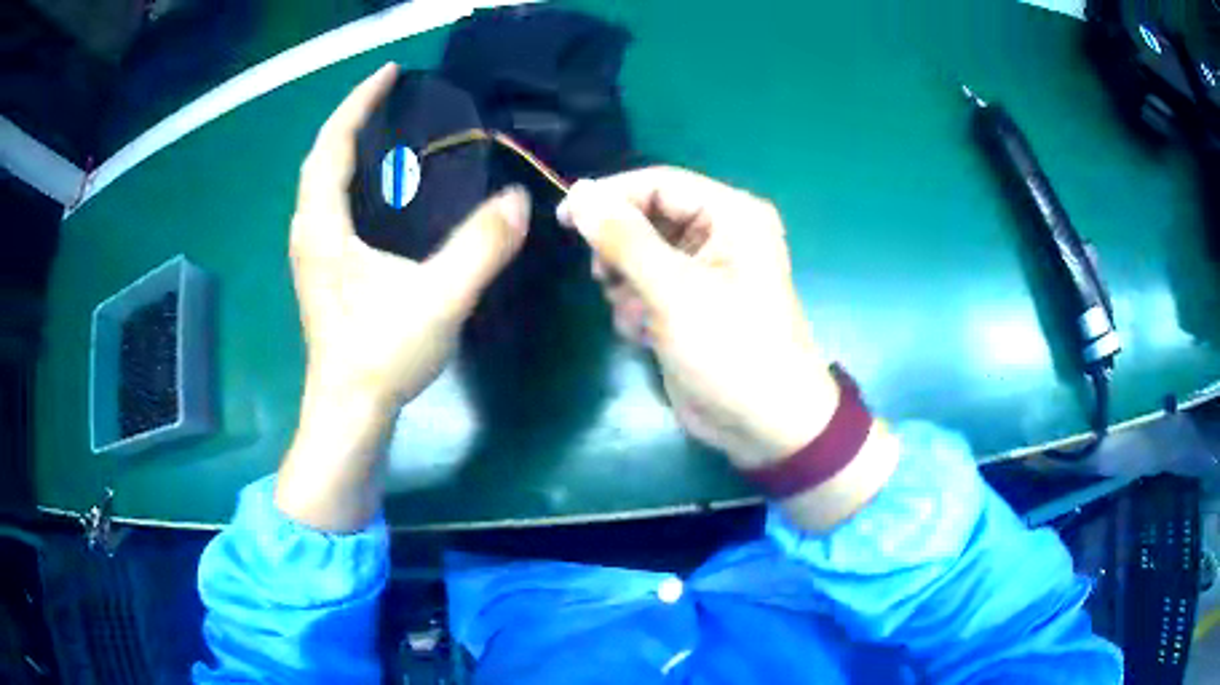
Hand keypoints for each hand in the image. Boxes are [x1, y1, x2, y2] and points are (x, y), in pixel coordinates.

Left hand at [278, 63, 529, 530]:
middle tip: (394, 97)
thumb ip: (481, 247)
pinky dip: (352, 179)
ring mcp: (313, 252)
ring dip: (350, 148)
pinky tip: (382, 187)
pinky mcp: (323, 270)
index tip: (390, 73)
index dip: (359, 102)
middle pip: (322, 158)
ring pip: (323, 183)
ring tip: (390, 130)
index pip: (331, 145)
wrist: (348, 412)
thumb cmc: (381, 357)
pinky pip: (331, 205)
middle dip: (354, 118)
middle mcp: (309, 232)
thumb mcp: (438, 299)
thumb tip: (519, 201)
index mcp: (323, 227)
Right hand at [557, 168, 832, 467]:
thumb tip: (579, 193)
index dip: (610, 196)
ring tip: (638, 316)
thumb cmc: (731, 349)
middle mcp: (719, 234)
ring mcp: (703, 271)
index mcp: (730, 215)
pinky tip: (645, 335)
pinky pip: (645, 287)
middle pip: (646, 219)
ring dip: (626, 286)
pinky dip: (636, 309)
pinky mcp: (688, 304)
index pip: (658, 184)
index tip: (563, 218)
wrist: (763, 425)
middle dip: (621, 252)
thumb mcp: (675, 290)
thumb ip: (624, 239)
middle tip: (606, 279)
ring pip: (639, 255)